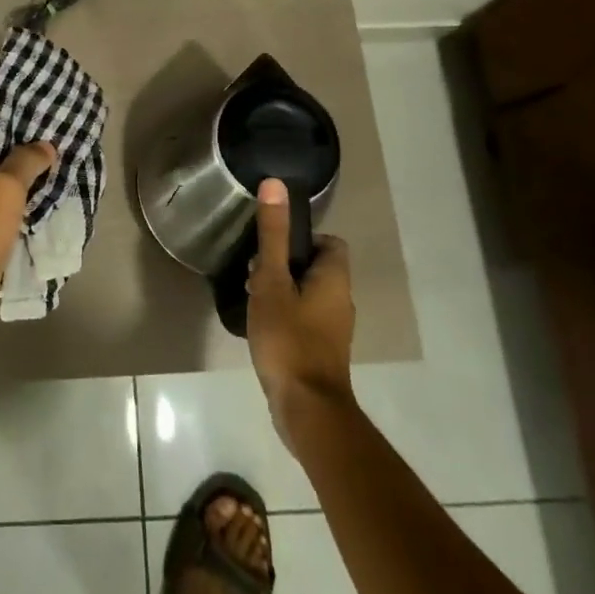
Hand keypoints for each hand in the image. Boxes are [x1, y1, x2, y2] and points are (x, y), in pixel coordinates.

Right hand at [246, 179, 354, 448]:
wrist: (307, 409)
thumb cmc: (289, 338)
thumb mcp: (272, 281)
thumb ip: (272, 235)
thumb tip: (275, 183)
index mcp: (335, 279)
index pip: (330, 242)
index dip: (303, 237)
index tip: (273, 244)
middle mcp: (341, 301)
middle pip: (316, 267)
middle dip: (285, 264)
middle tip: (255, 270)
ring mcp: (334, 330)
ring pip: (309, 294)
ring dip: (283, 290)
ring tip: (252, 296)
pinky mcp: (322, 352)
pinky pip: (305, 319)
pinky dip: (286, 315)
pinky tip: (261, 325)